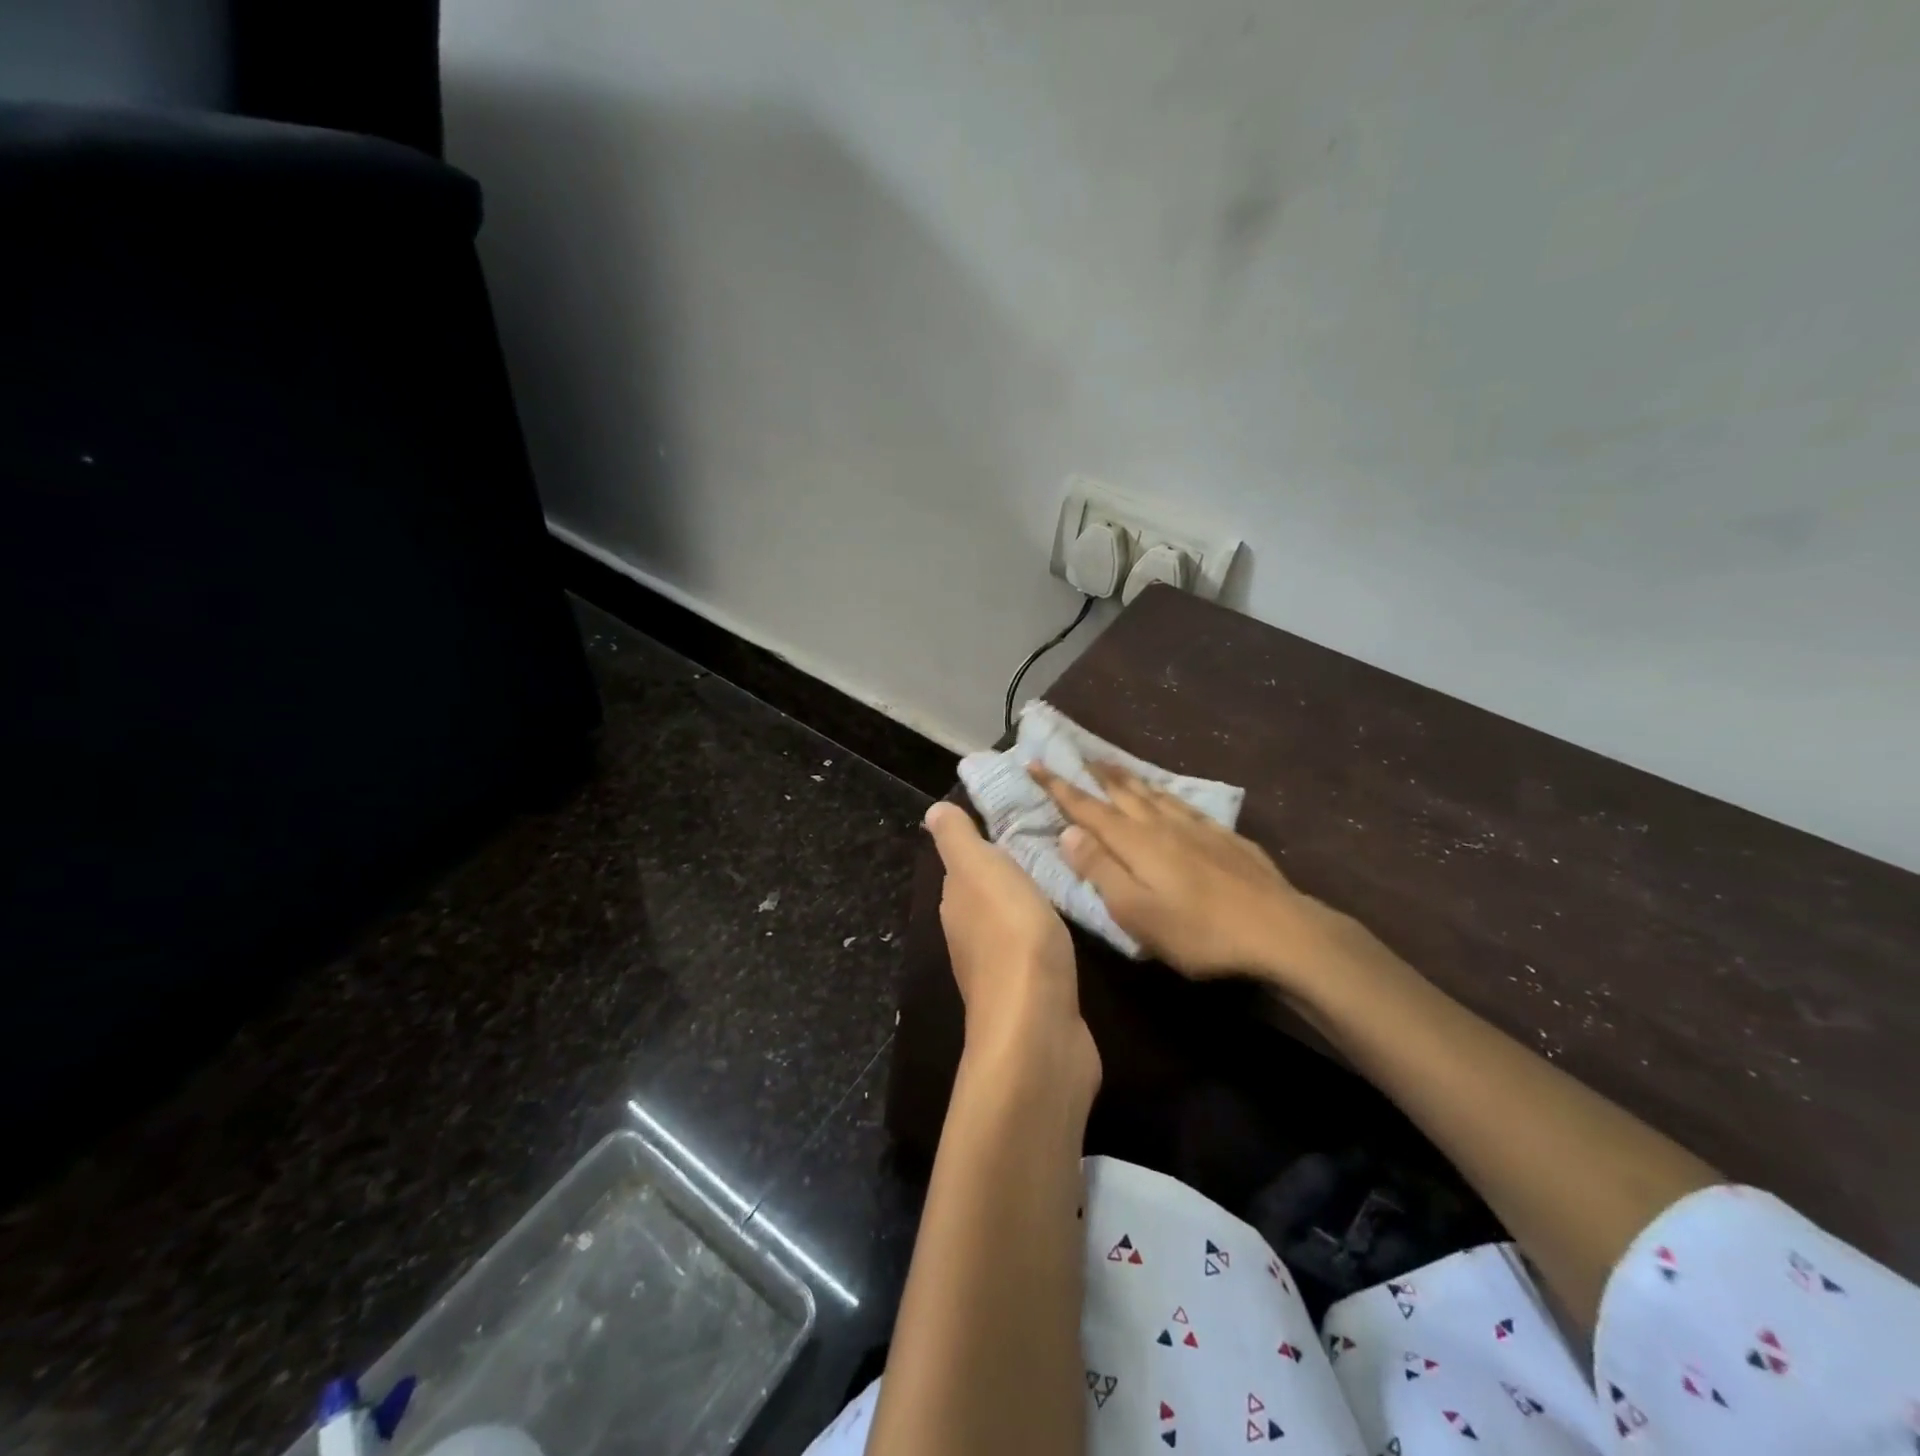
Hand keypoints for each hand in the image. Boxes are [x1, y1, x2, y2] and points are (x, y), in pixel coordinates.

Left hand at [923, 802, 1099, 1090]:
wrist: (1038, 1028)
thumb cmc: (1011, 936)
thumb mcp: (980, 871)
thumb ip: (958, 841)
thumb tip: (932, 812)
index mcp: (956, 903)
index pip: (963, 865)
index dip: (983, 842)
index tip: (1014, 819)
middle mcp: (969, 936)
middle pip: (986, 894)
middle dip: (1008, 872)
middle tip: (1046, 842)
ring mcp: (999, 970)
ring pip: (1011, 922)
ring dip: (1028, 904)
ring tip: (1062, 877)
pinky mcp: (1032, 995)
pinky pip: (1036, 952)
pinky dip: (1046, 935)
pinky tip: (1066, 928)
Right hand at [1030, 762, 1392, 999]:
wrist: (1280, 929)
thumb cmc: (1199, 930)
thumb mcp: (1137, 912)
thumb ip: (1100, 870)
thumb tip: (1068, 832)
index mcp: (1135, 842)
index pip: (1087, 808)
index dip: (1058, 786)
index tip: (1034, 763)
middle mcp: (1162, 824)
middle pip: (1122, 792)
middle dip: (1095, 774)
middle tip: (1077, 754)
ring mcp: (1197, 827)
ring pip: (1154, 793)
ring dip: (1128, 778)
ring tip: (1114, 766)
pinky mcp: (1225, 837)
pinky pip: (1184, 804)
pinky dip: (1165, 794)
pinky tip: (1169, 797)